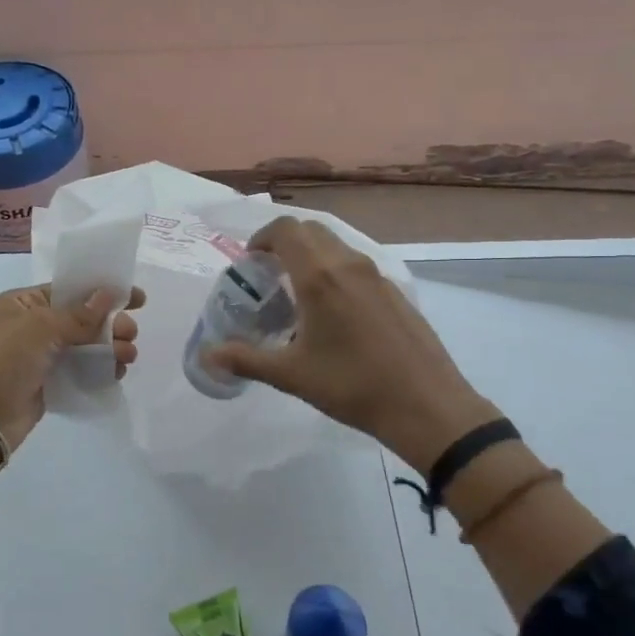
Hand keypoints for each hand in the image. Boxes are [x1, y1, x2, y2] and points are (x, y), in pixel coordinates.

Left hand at [0, 284, 144, 452]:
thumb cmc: (3, 361)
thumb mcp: (40, 328)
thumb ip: (78, 314)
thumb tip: (109, 294)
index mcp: (23, 303)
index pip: (70, 290)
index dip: (103, 291)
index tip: (137, 298)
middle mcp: (32, 326)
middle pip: (82, 318)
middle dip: (111, 324)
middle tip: (131, 335)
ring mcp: (41, 356)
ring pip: (85, 345)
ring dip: (110, 348)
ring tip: (128, 357)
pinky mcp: (49, 383)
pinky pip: (81, 370)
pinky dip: (100, 369)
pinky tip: (116, 373)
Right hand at [206, 217, 498, 470]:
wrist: (426, 406)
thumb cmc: (352, 386)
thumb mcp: (291, 375)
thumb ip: (246, 360)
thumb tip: (207, 356)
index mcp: (320, 277)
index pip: (286, 229)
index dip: (263, 237)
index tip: (251, 262)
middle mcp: (349, 265)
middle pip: (311, 230)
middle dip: (285, 243)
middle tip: (270, 275)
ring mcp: (377, 276)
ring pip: (337, 246)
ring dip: (312, 256)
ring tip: (299, 294)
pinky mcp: (395, 292)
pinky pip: (357, 265)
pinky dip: (336, 272)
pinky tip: (335, 314)